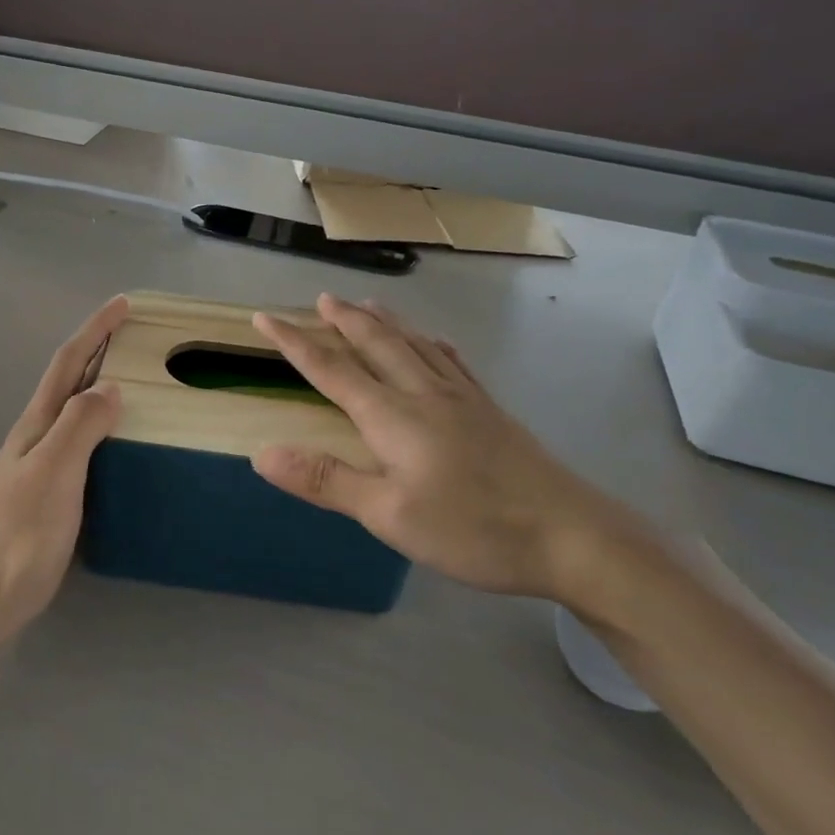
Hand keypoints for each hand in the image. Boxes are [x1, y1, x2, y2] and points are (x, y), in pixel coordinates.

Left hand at [0, 298, 127, 651]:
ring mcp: (40, 467)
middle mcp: (37, 437)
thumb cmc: (17, 534)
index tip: (123, 304)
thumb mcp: (52, 472)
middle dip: (99, 350)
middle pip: (69, 381)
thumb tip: (110, 386)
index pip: (68, 363)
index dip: (94, 330)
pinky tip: (120, 442)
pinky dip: (103, 428)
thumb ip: (80, 426)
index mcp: (37, 425)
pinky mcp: (49, 495)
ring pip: (75, 412)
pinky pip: (82, 445)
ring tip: (137, 380)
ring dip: (101, 387)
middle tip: (137, 336)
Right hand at [251, 295, 658, 606]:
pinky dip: (433, 343)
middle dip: (342, 320)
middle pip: (376, 344)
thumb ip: (326, 481)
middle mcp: (424, 394)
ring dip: (384, 322)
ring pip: (414, 345)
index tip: (264, 317)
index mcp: (392, 416)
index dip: (294, 342)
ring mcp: (463, 399)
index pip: (331, 369)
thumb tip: (262, 453)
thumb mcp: (388, 516)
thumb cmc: (473, 529)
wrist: (572, 536)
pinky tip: (436, 341)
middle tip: (320, 298)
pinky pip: (453, 362)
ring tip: (366, 304)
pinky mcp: (491, 411)